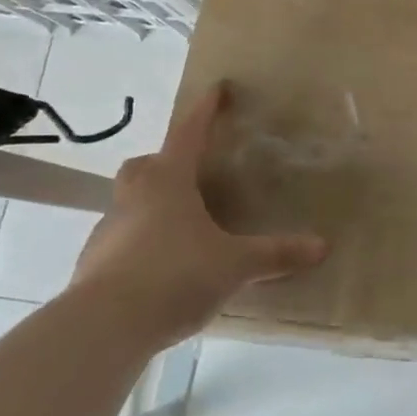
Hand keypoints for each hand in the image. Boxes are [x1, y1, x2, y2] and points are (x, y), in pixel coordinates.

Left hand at [67, 83, 326, 348]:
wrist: (104, 326)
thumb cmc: (175, 274)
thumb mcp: (235, 265)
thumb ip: (276, 254)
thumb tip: (322, 247)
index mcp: (168, 182)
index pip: (189, 134)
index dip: (206, 111)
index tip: (217, 89)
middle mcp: (134, 197)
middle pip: (145, 165)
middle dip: (165, 162)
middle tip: (191, 174)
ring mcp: (108, 230)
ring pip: (130, 202)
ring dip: (152, 204)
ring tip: (184, 226)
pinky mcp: (94, 264)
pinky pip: (122, 241)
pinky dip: (142, 243)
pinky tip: (163, 267)